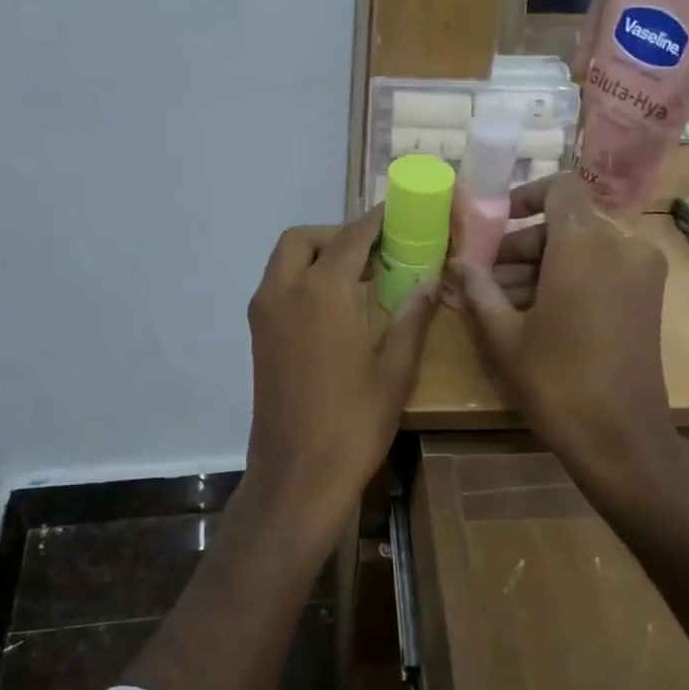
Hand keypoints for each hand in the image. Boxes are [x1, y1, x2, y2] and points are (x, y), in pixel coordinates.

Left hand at [244, 207, 436, 526]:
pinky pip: (278, 287)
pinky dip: (303, 280)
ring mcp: (263, 315)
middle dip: (338, 235)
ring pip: (285, 262)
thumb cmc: (353, 423)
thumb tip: (430, 277)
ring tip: (361, 278)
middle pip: (304, 240)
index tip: (400, 213)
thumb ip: (412, 315)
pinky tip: (337, 308)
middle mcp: (283, 292)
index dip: (377, 221)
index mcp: (321, 292)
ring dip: (318, 256)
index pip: (350, 237)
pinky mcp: (258, 337)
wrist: (297, 476)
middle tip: (376, 253)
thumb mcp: (395, 370)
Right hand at [450, 175, 681, 493]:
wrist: (620, 436)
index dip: (526, 196)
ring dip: (545, 263)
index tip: (498, 225)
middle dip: (524, 243)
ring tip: (505, 301)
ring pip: (585, 246)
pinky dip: (572, 277)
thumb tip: (455, 262)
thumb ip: (477, 289)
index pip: (560, 186)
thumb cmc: (555, 381)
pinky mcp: (649, 295)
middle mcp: (621, 245)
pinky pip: (604, 267)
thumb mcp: (504, 334)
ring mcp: (641, 271)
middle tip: (488, 278)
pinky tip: (539, 313)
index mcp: (584, 244)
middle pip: (568, 221)